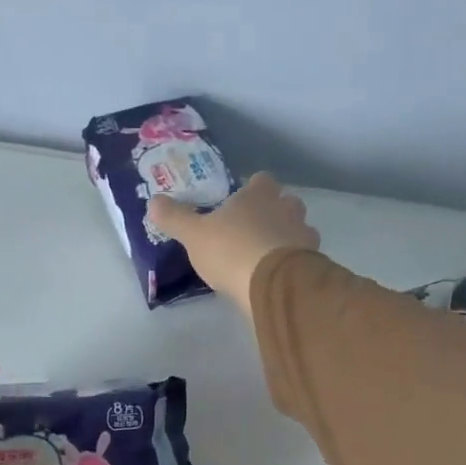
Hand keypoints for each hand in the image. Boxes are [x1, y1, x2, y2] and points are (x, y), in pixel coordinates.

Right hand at [147, 172, 318, 315]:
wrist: (272, 284)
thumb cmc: (230, 250)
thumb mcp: (193, 235)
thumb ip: (175, 218)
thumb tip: (153, 201)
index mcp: (258, 195)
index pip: (261, 180)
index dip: (253, 188)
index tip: (241, 201)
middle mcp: (285, 208)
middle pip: (286, 201)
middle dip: (275, 211)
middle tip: (255, 229)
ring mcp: (303, 234)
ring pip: (299, 227)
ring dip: (288, 236)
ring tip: (270, 254)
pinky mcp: (313, 261)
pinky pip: (306, 256)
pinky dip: (296, 261)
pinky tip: (281, 274)